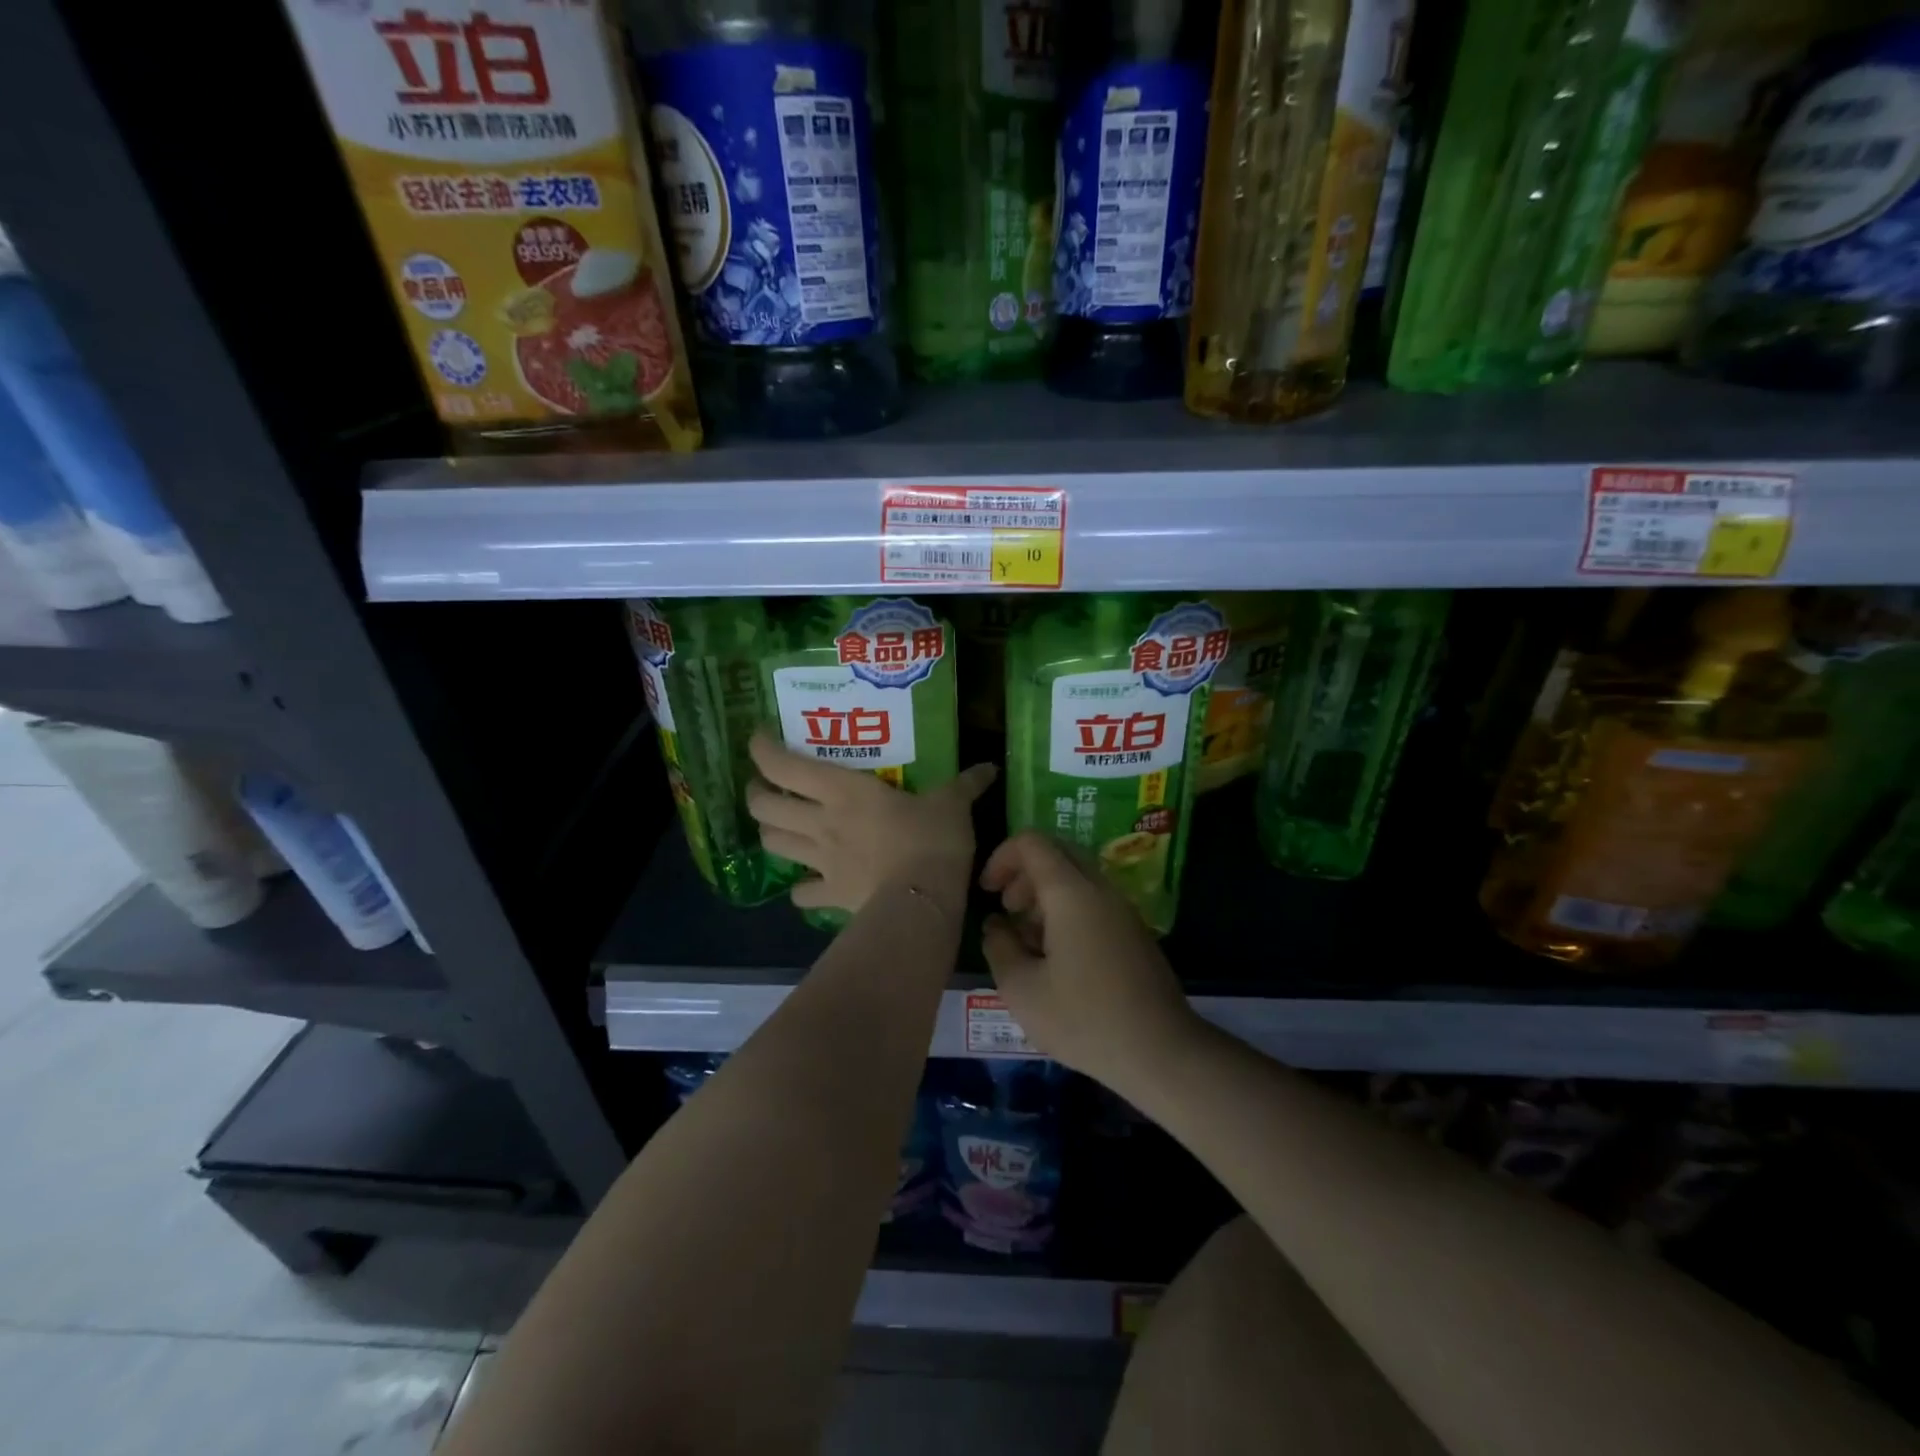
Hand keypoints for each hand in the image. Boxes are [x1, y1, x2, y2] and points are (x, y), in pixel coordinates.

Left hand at [745, 732, 995, 916]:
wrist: (922, 901)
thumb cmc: (932, 839)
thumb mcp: (952, 804)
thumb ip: (966, 784)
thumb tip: (991, 768)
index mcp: (842, 790)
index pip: (782, 764)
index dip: (761, 750)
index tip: (759, 739)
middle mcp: (821, 821)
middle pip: (763, 806)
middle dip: (756, 794)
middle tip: (766, 788)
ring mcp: (821, 861)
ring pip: (773, 844)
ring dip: (771, 833)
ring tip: (782, 827)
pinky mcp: (831, 894)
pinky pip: (803, 894)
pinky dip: (802, 890)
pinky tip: (810, 886)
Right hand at [979, 831, 1200, 1087]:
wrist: (1161, 1052)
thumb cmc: (1084, 1020)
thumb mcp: (1022, 990)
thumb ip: (999, 947)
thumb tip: (996, 925)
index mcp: (1071, 893)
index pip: (1032, 843)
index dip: (1002, 857)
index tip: (987, 891)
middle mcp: (1100, 889)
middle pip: (1057, 853)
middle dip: (1023, 873)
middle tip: (1006, 909)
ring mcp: (1123, 909)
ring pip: (1076, 877)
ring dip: (1045, 894)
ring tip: (1027, 938)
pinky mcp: (1134, 931)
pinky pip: (1094, 900)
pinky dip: (1067, 910)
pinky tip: (1057, 956)